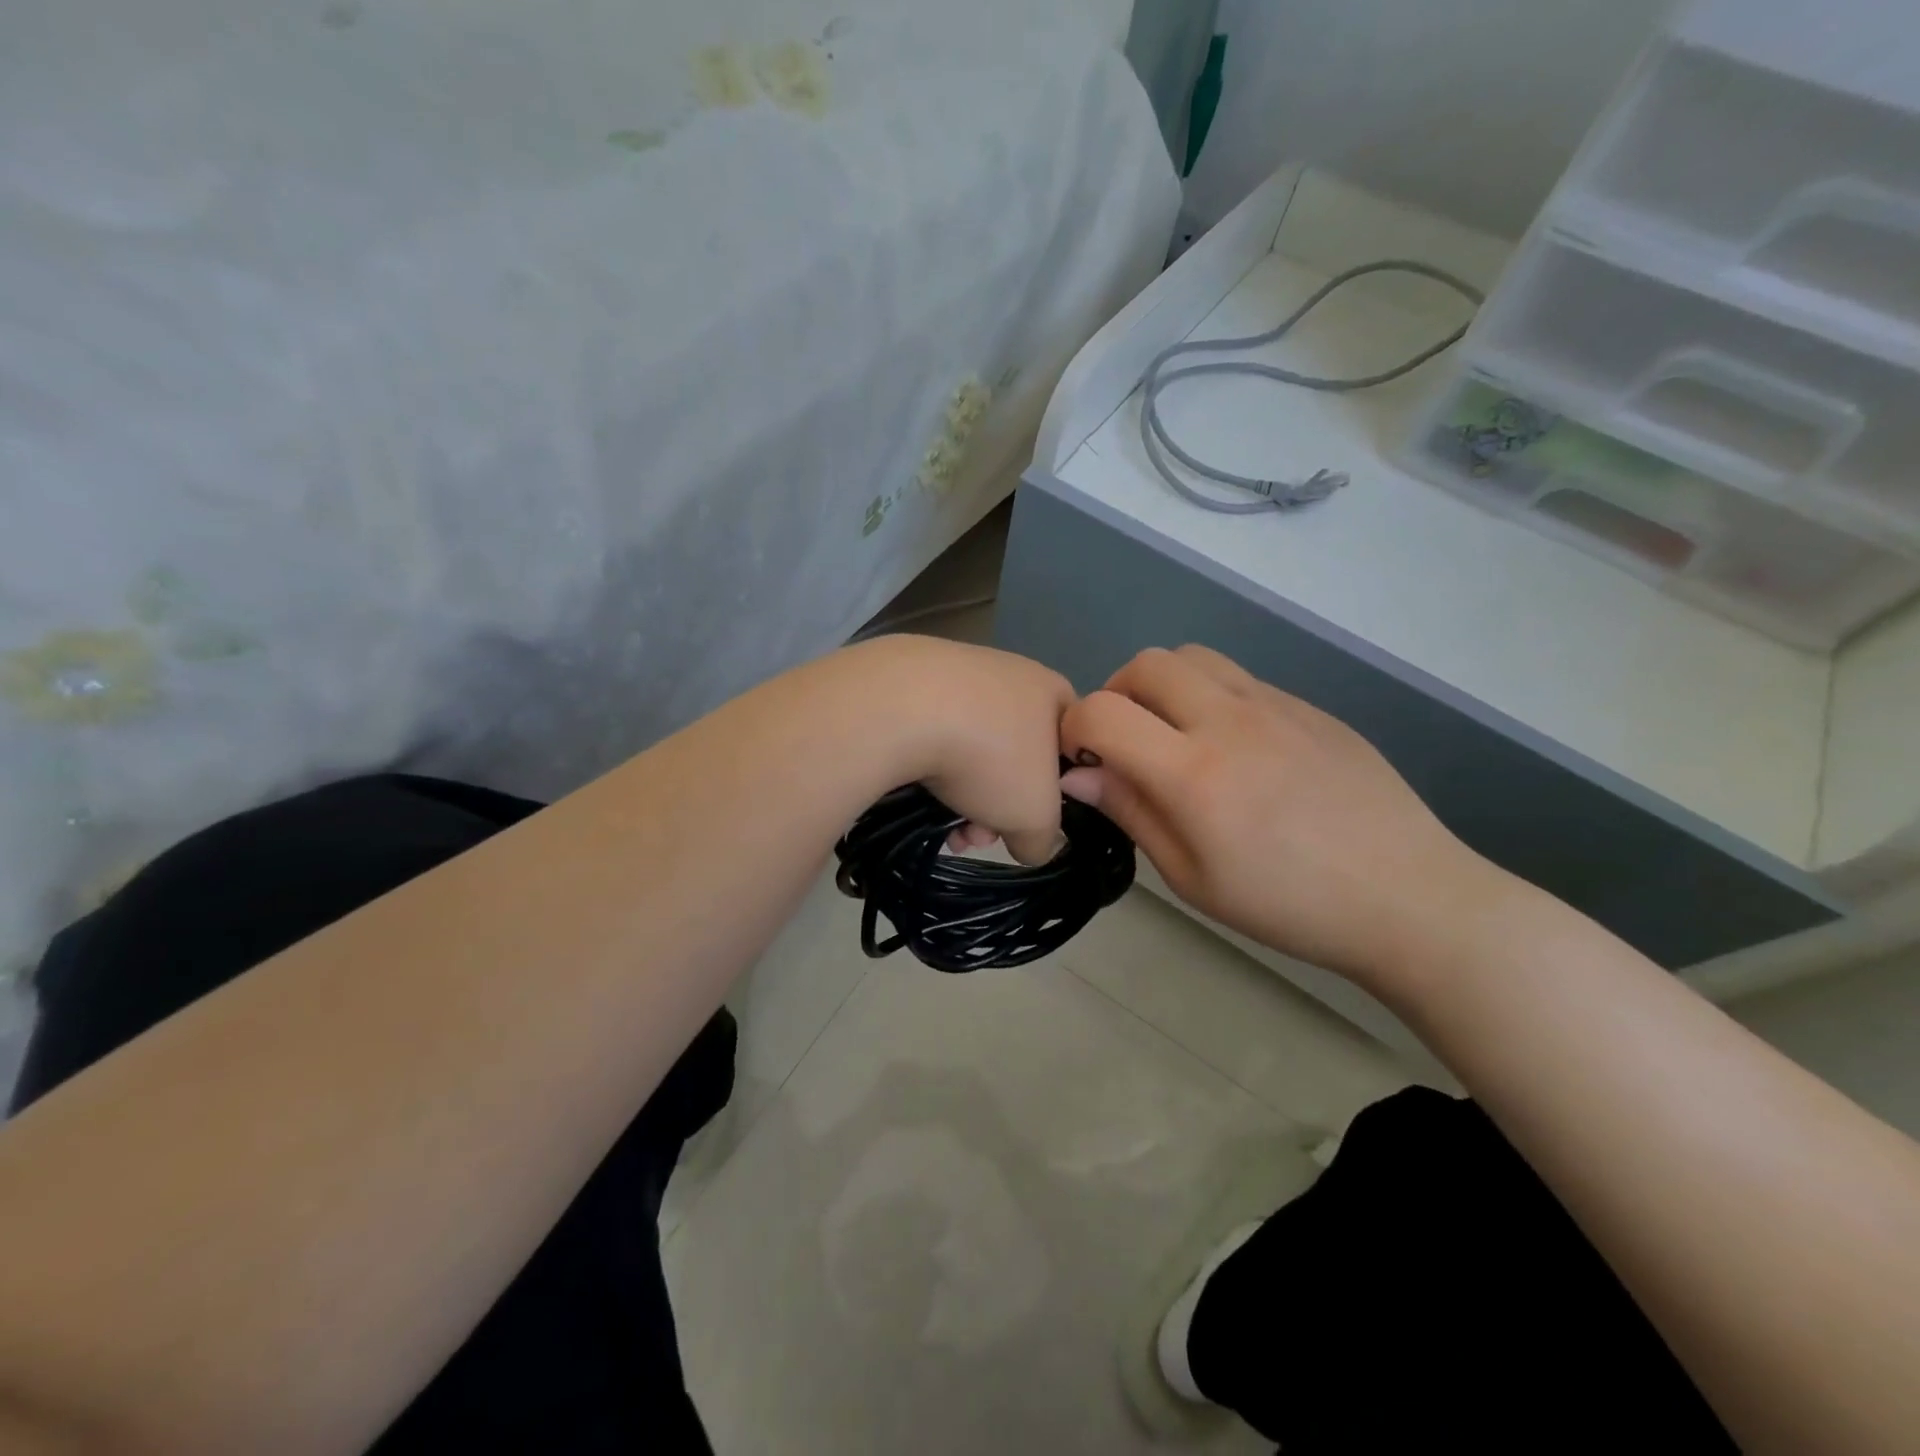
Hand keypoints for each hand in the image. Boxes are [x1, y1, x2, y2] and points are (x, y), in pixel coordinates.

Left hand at [839, 635, 1074, 864]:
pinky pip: (932, 735)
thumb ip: (1043, 839)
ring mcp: (956, 670)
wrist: (900, 710)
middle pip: (1014, 757)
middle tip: (978, 836)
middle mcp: (1008, 672)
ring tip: (945, 829)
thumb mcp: (1035, 818)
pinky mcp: (910, 679)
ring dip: (962, 798)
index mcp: (1051, 692)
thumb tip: (1028, 843)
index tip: (1029, 821)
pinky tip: (917, 797)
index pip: (1069, 747)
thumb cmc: (991, 758)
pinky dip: (929, 769)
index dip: (1055, 793)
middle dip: (998, 806)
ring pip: (971, 751)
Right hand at [1059, 645, 1512, 992]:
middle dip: (1116, 694)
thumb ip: (1132, 813)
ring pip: (1193, 656)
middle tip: (1126, 742)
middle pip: (1146, 664)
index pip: (1102, 712)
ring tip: (1174, 734)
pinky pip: (1240, 679)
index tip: (1083, 762)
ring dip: (1163, 685)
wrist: (1408, 897)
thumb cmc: (1289, 905)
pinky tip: (1236, 751)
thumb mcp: (1193, 878)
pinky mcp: (1309, 706)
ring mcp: (1275, 705)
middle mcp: (1229, 720)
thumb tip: (1079, 774)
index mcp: (1194, 773)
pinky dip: (1211, 698)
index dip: (1074, 730)